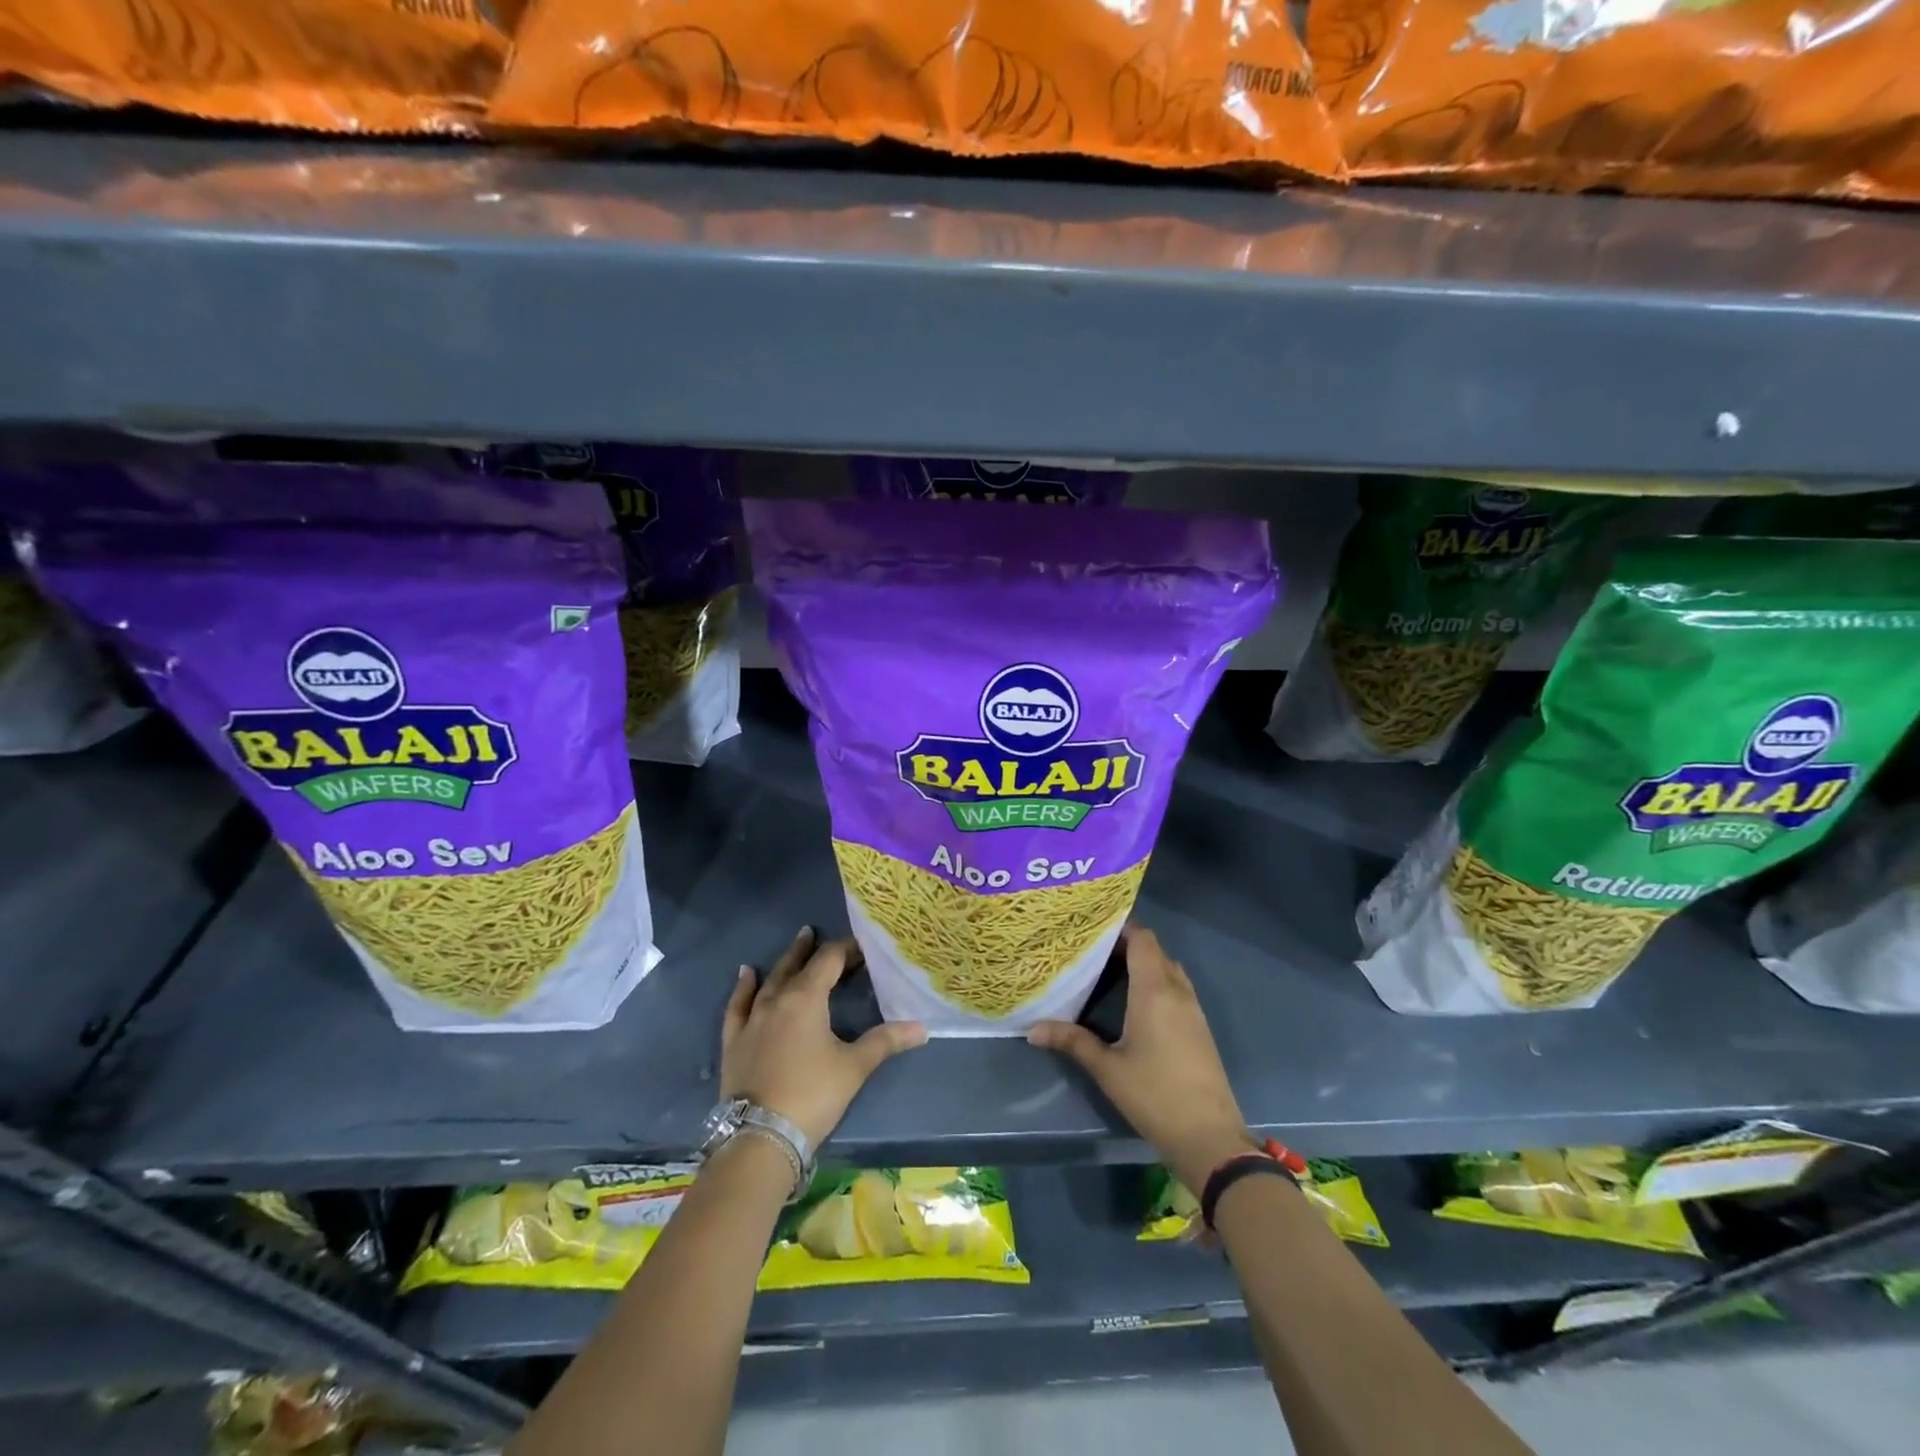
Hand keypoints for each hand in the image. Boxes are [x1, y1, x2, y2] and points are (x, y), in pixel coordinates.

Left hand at [721, 927, 927, 1147]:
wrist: (760, 1136)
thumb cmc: (812, 1094)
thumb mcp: (854, 1067)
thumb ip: (886, 1041)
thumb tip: (922, 1028)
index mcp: (807, 998)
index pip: (829, 960)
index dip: (846, 949)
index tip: (862, 947)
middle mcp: (777, 1000)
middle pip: (796, 965)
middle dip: (811, 949)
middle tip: (817, 933)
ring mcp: (752, 1019)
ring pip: (769, 980)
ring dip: (784, 962)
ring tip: (795, 944)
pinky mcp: (734, 1041)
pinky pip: (738, 1005)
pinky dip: (743, 987)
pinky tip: (745, 974)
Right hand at [1028, 925, 1253, 1192]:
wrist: (1209, 1137)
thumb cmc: (1154, 1095)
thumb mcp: (1107, 1069)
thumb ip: (1072, 1042)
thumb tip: (1032, 1030)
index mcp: (1154, 991)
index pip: (1143, 939)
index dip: (1121, 928)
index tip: (1093, 930)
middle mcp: (1177, 991)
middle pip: (1155, 950)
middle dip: (1127, 945)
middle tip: (1093, 951)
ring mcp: (1193, 1009)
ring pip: (1168, 969)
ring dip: (1144, 964)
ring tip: (1110, 972)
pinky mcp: (1200, 1027)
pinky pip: (1178, 988)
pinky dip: (1157, 982)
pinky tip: (1135, 1002)